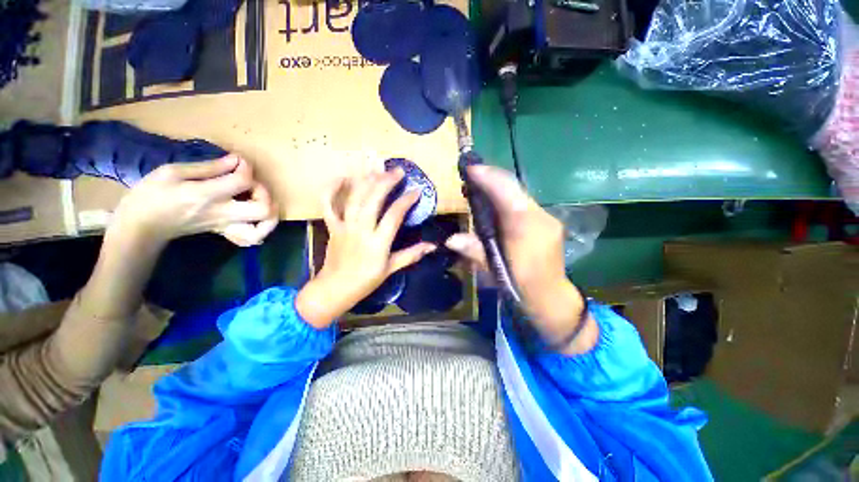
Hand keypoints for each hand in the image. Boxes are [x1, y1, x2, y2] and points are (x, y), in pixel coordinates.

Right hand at [111, 155, 277, 246]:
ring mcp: (225, 226)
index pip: (243, 181)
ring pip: (262, 229)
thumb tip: (235, 161)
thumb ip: (208, 167)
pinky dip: (260, 229)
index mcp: (206, 195)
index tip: (238, 161)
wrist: (141, 227)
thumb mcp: (171, 172)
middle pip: (263, 209)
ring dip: (269, 214)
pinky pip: (250, 238)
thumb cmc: (150, 196)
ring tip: (260, 201)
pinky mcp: (224, 232)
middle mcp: (222, 213)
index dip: (246, 167)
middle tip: (252, 184)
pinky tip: (257, 218)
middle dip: (265, 193)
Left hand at [296, 170, 435, 327]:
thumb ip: (412, 255)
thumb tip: (432, 246)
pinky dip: (331, 189)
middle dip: (387, 182)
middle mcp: (361, 230)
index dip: (406, 200)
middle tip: (398, 171)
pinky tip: (342, 177)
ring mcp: (344, 226)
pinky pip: (328, 205)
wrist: (334, 289)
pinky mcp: (332, 226)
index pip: (394, 215)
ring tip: (378, 169)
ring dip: (366, 180)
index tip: (416, 191)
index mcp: (378, 242)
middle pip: (373, 199)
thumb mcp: (391, 269)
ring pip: (354, 198)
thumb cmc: (366, 281)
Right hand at [445, 164, 596, 353]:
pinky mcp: (546, 220)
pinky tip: (493, 201)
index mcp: (525, 229)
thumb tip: (449, 239)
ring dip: (497, 185)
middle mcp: (539, 217)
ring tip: (477, 184)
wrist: (551, 297)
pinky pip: (523, 201)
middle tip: (469, 174)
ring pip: (518, 192)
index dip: (487, 177)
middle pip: (513, 187)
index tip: (469, 167)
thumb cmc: (520, 286)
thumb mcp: (494, 271)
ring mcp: (546, 217)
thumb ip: (474, 251)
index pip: (506, 193)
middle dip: (490, 177)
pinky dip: (506, 196)